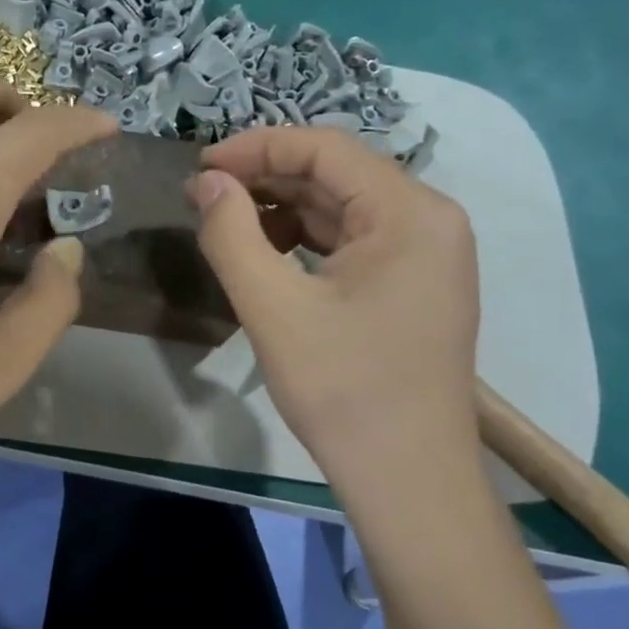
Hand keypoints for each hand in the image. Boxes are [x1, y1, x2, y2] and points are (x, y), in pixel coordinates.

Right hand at [191, 127, 478, 465]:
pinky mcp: (414, 283)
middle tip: (202, 197)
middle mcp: (429, 219)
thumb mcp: (273, 308)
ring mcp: (427, 253)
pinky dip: (304, 239)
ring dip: (281, 209)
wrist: (408, 481)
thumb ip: (231, 234)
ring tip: (225, 225)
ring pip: (341, 207)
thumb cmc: (344, 391)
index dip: (256, 147)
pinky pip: (353, 240)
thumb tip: (205, 182)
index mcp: (410, 213)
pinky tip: (266, 255)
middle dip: (265, 179)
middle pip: (335, 174)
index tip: (199, 166)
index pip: (324, 149)